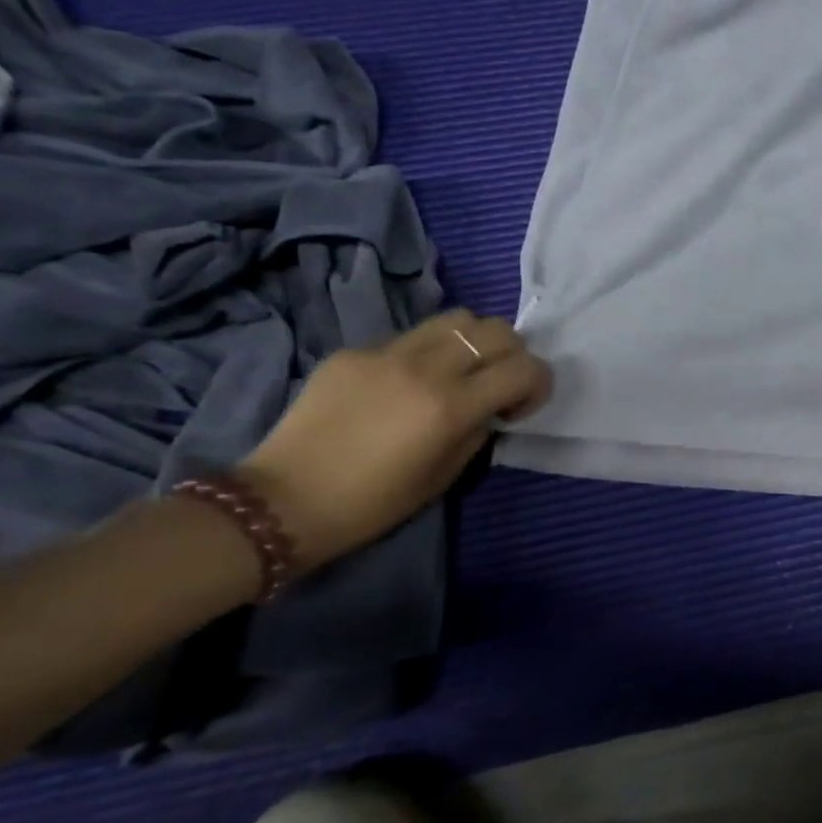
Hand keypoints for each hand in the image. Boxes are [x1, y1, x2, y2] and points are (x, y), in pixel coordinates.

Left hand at [237, 310, 551, 571]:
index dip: (538, 384)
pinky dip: (425, 353)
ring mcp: (385, 353)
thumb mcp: (445, 476)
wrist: (283, 501)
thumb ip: (477, 430)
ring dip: (473, 342)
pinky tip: (403, 386)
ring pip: (456, 318)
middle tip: (495, 386)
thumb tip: (488, 407)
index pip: (524, 368)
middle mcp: (424, 368)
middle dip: (511, 356)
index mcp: (450, 406)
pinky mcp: (354, 351)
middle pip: (496, 330)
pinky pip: (409, 337)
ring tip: (459, 373)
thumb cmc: (372, 504)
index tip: (518, 409)